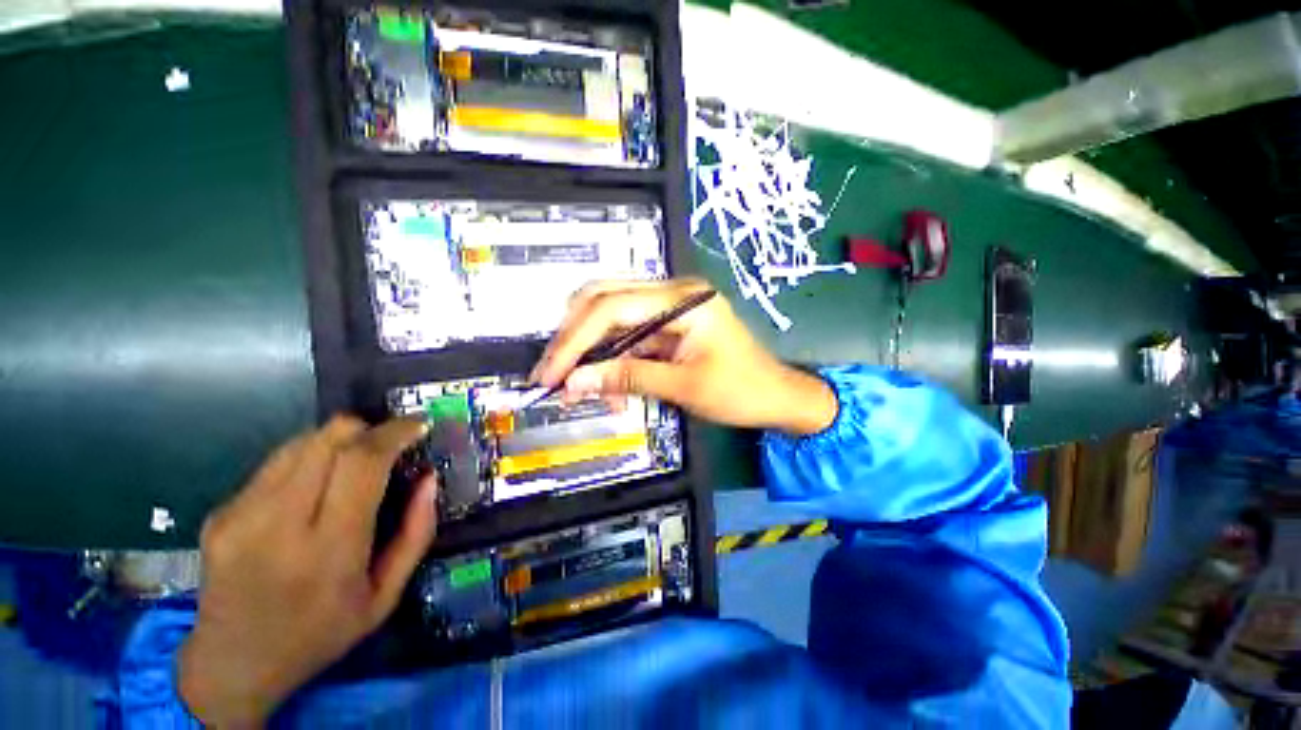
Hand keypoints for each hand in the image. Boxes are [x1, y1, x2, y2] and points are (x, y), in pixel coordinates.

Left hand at [179, 417, 437, 727]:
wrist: (232, 665)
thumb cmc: (321, 634)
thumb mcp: (386, 595)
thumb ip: (416, 533)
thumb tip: (428, 478)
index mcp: (327, 549)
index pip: (361, 462)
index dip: (395, 433)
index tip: (418, 425)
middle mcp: (277, 524)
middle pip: (328, 439)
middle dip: (369, 429)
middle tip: (389, 443)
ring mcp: (240, 515)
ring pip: (301, 443)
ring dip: (338, 442)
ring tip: (353, 464)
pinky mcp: (220, 512)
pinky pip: (276, 464)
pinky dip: (308, 462)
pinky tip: (313, 491)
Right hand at [531, 279, 837, 435]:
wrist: (778, 396)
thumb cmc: (742, 391)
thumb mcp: (684, 386)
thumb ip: (628, 379)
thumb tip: (575, 383)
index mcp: (683, 300)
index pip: (612, 308)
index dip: (574, 341)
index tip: (550, 374)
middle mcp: (673, 292)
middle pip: (605, 300)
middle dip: (574, 338)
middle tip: (553, 374)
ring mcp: (669, 307)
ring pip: (611, 318)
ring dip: (590, 352)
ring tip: (576, 388)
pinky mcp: (668, 325)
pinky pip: (628, 336)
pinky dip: (611, 360)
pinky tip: (606, 388)